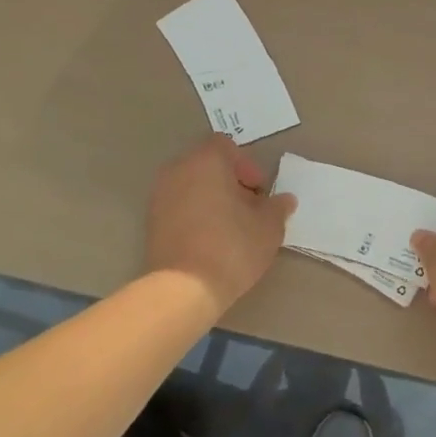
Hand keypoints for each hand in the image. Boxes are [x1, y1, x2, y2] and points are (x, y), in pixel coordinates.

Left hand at [145, 135, 295, 307]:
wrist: (183, 290)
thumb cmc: (232, 247)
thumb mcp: (268, 227)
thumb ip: (277, 207)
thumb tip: (284, 200)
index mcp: (206, 160)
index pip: (226, 146)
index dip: (247, 166)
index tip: (258, 193)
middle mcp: (177, 170)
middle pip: (207, 165)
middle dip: (230, 183)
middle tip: (248, 210)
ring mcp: (159, 196)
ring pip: (192, 186)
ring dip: (211, 199)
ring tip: (230, 228)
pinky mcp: (151, 222)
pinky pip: (178, 207)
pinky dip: (194, 215)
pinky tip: (210, 241)